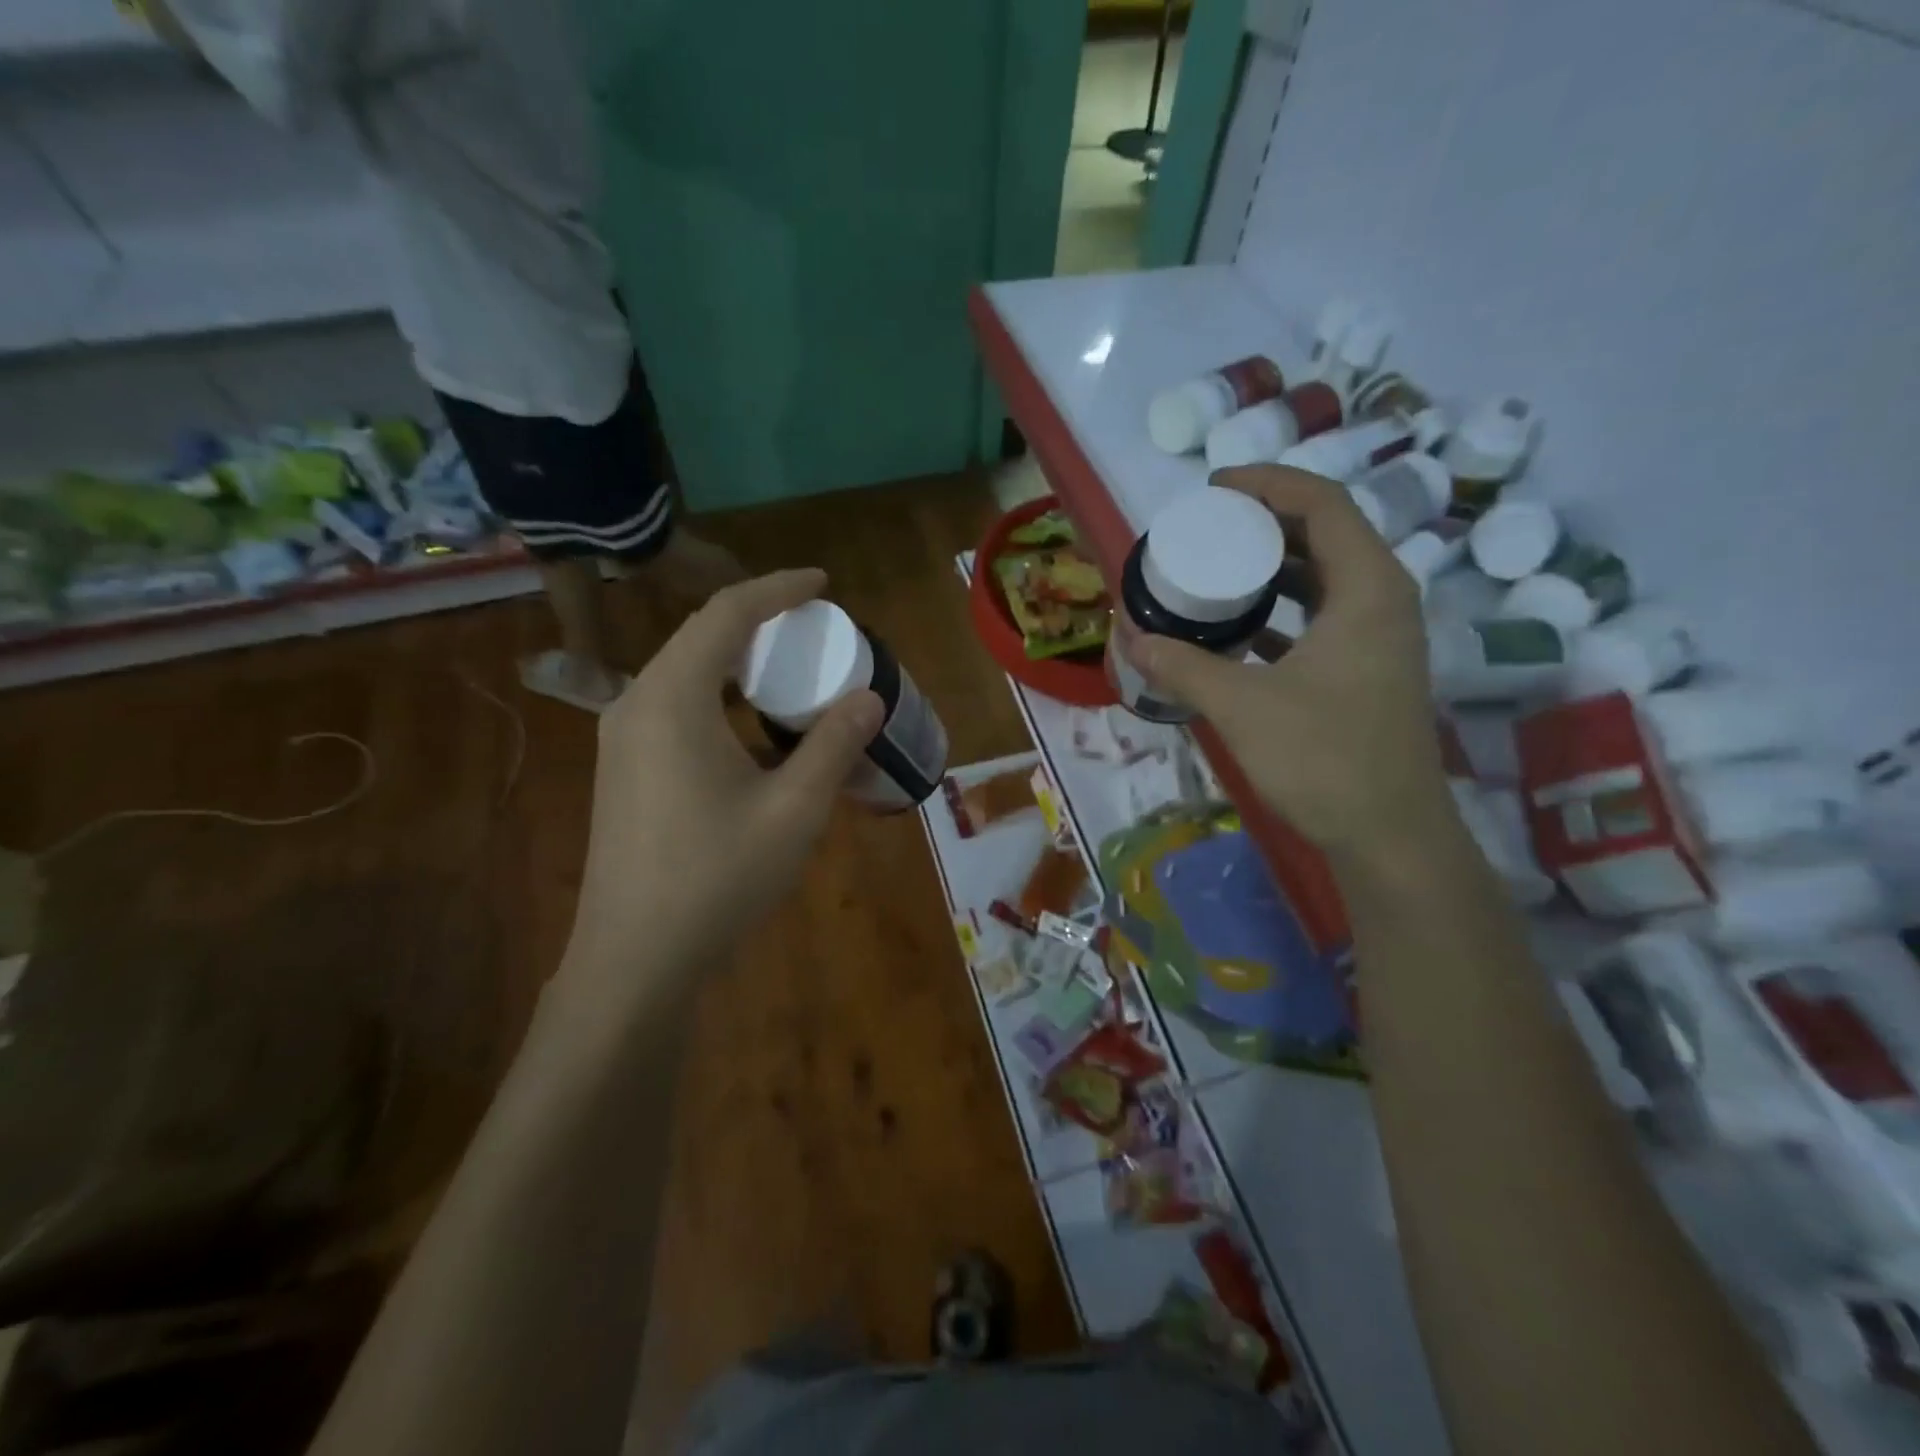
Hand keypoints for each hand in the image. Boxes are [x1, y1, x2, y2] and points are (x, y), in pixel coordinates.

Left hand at [561, 569, 881, 1002]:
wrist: (634, 960)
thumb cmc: (718, 876)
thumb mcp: (794, 809)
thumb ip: (834, 744)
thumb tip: (869, 698)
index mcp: (673, 698)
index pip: (726, 613)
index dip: (777, 588)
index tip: (822, 583)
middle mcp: (636, 705)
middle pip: (700, 637)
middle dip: (759, 623)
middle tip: (813, 629)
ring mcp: (622, 741)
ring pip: (685, 674)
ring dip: (737, 662)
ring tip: (789, 673)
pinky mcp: (623, 772)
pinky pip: (674, 709)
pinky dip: (719, 699)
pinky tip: (752, 731)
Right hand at [1131, 466, 1452, 859]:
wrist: (1389, 835)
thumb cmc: (1324, 759)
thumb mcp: (1241, 706)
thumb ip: (1183, 666)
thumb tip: (1130, 637)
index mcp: (1367, 588)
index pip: (1322, 504)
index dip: (1267, 484)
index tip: (1214, 488)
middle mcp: (1381, 600)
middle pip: (1324, 534)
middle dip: (1263, 523)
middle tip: (1207, 527)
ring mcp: (1377, 638)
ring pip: (1322, 579)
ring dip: (1270, 568)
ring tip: (1215, 569)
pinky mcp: (1364, 671)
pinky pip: (1319, 618)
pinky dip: (1279, 612)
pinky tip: (1236, 629)